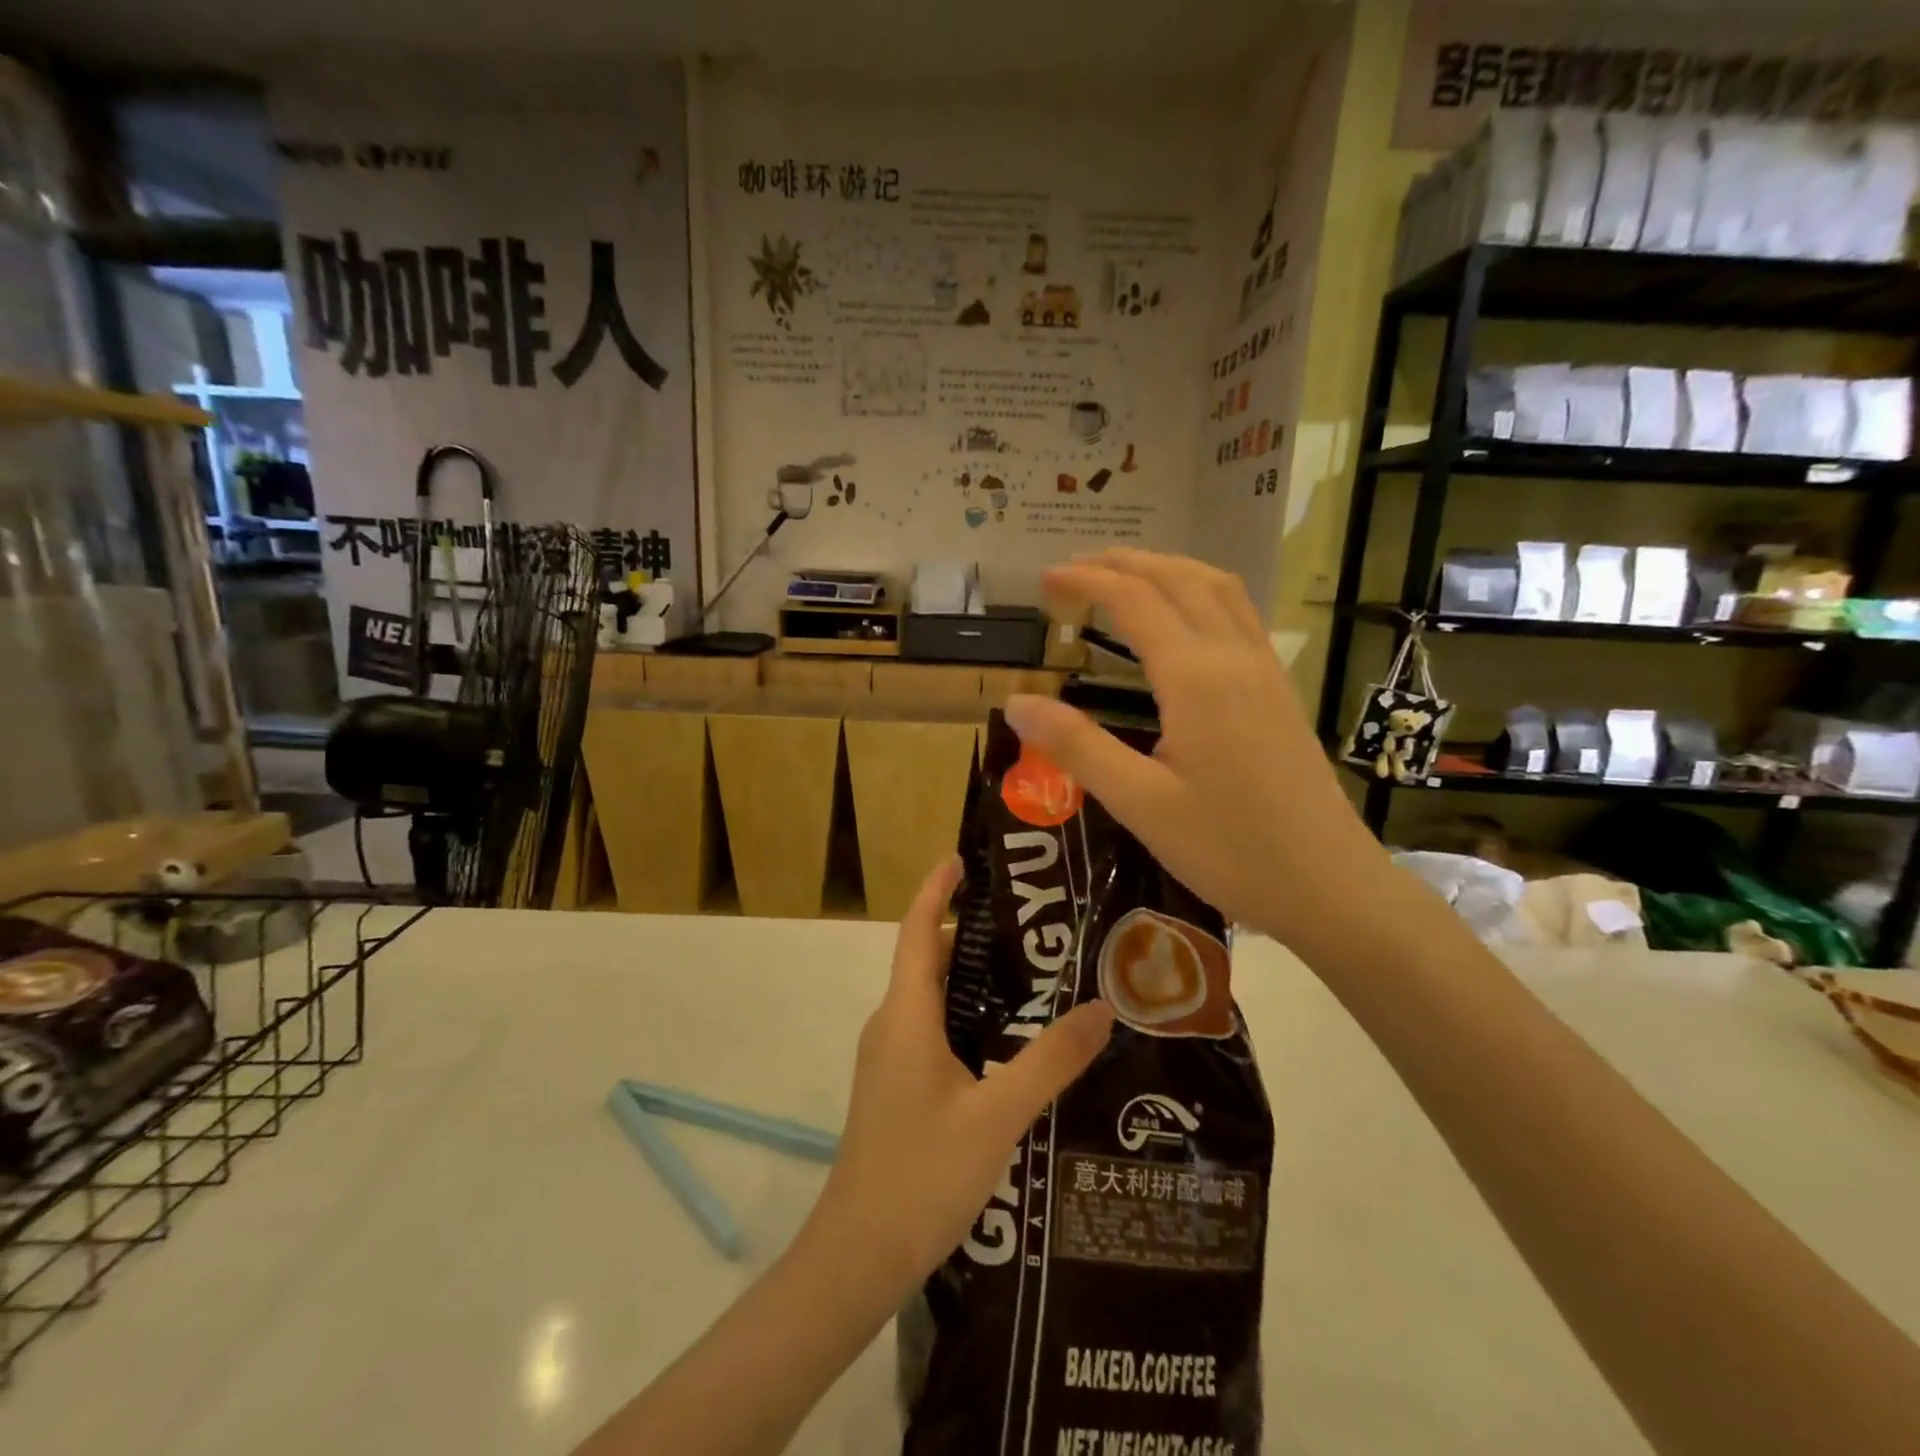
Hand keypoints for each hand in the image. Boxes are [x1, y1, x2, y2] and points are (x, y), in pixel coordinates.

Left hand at [800, 858, 1113, 1295]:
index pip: (918, 929)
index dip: (937, 887)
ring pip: (933, 996)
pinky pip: (934, 1028)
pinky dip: (968, 1013)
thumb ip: (1050, 1060)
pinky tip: (1010, 1036)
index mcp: (906, 1014)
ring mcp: (891, 1057)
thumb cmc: (921, 1174)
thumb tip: (1101, 1007)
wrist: (858, 1256)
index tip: (965, 856)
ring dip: (973, 975)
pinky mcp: (898, 1086)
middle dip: (971, 928)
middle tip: (1032, 918)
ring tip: (1033, 968)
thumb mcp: (998, 1115)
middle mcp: (893, 1024)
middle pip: (929, 957)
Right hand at [1006, 548, 1389, 949]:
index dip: (1087, 581)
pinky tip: (1186, 618)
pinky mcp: (1280, 691)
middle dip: (1125, 562)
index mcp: (1195, 678)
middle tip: (1076, 568)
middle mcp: (1234, 657)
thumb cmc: (1229, 850)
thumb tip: (1015, 704)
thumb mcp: (1139, 804)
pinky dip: (1201, 592)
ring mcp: (1265, 671)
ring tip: (1126, 575)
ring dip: (1167, 568)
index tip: (1045, 579)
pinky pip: (1239, 614)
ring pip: (1218, 588)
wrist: (1328, 885)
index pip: (1134, 601)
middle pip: (1179, 579)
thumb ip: (1076, 747)